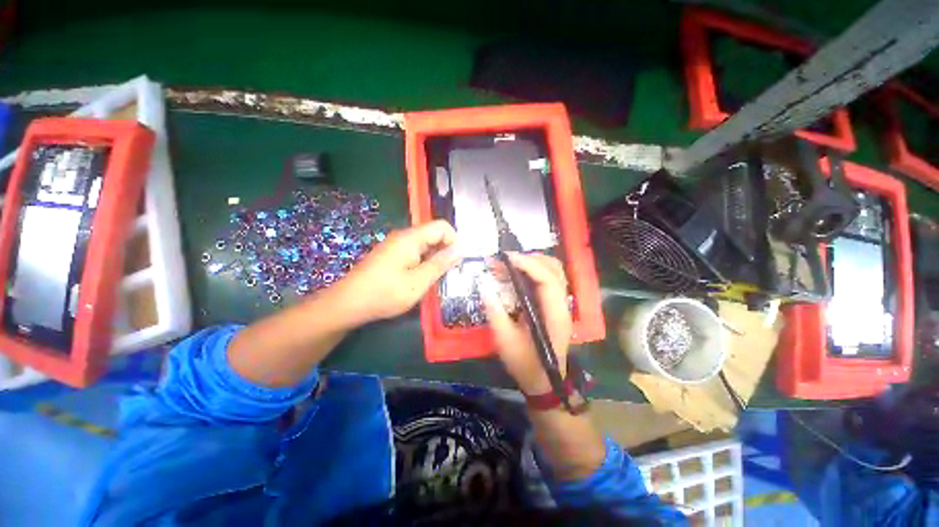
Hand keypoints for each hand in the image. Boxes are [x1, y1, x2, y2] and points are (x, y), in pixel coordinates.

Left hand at [341, 220, 459, 323]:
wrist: (348, 303)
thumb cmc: (385, 293)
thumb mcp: (418, 282)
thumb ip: (441, 264)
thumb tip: (460, 249)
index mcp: (411, 238)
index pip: (442, 226)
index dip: (454, 241)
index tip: (456, 263)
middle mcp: (403, 236)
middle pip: (434, 234)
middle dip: (445, 251)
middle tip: (447, 274)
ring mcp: (395, 245)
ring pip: (425, 244)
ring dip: (435, 258)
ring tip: (434, 279)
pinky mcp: (391, 255)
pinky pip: (415, 252)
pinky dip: (423, 262)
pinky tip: (420, 279)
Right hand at [482, 252, 572, 394]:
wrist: (543, 380)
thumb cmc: (525, 363)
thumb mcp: (505, 340)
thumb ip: (495, 312)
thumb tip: (484, 285)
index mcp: (554, 315)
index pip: (548, 280)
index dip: (528, 265)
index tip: (506, 258)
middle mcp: (562, 305)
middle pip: (555, 270)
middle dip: (530, 259)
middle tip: (505, 260)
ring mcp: (560, 304)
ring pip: (554, 271)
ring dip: (533, 262)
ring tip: (510, 264)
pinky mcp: (554, 304)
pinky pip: (549, 278)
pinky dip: (534, 270)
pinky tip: (518, 273)